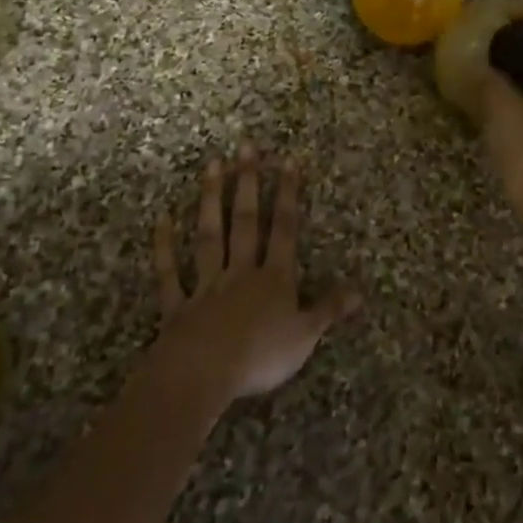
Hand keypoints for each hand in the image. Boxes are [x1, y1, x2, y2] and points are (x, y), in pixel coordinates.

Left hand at [149, 145, 360, 404]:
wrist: (203, 375)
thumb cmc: (260, 356)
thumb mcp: (305, 336)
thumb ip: (329, 310)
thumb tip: (360, 290)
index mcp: (274, 279)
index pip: (284, 229)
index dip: (288, 195)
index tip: (288, 160)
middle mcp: (241, 272)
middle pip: (246, 221)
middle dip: (248, 183)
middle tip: (245, 147)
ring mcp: (207, 286)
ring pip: (210, 236)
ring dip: (211, 200)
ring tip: (212, 165)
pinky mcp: (178, 307)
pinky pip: (171, 274)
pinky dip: (165, 248)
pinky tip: (162, 220)